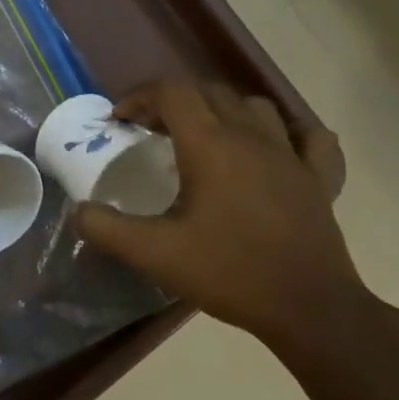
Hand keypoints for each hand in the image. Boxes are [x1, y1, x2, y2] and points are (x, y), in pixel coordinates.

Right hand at [76, 80, 364, 352]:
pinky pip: (310, 137)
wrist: (307, 307)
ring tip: (204, 136)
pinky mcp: (320, 178)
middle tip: (151, 131)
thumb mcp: (154, 254)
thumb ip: (107, 228)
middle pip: (210, 92)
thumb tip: (78, 210)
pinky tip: (277, 147)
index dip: (139, 96)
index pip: (173, 92)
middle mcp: (252, 137)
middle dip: (174, 102)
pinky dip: (288, 132)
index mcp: (211, 146)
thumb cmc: (227, 273)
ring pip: (256, 107)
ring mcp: (293, 155)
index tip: (120, 121)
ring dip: (223, 110)